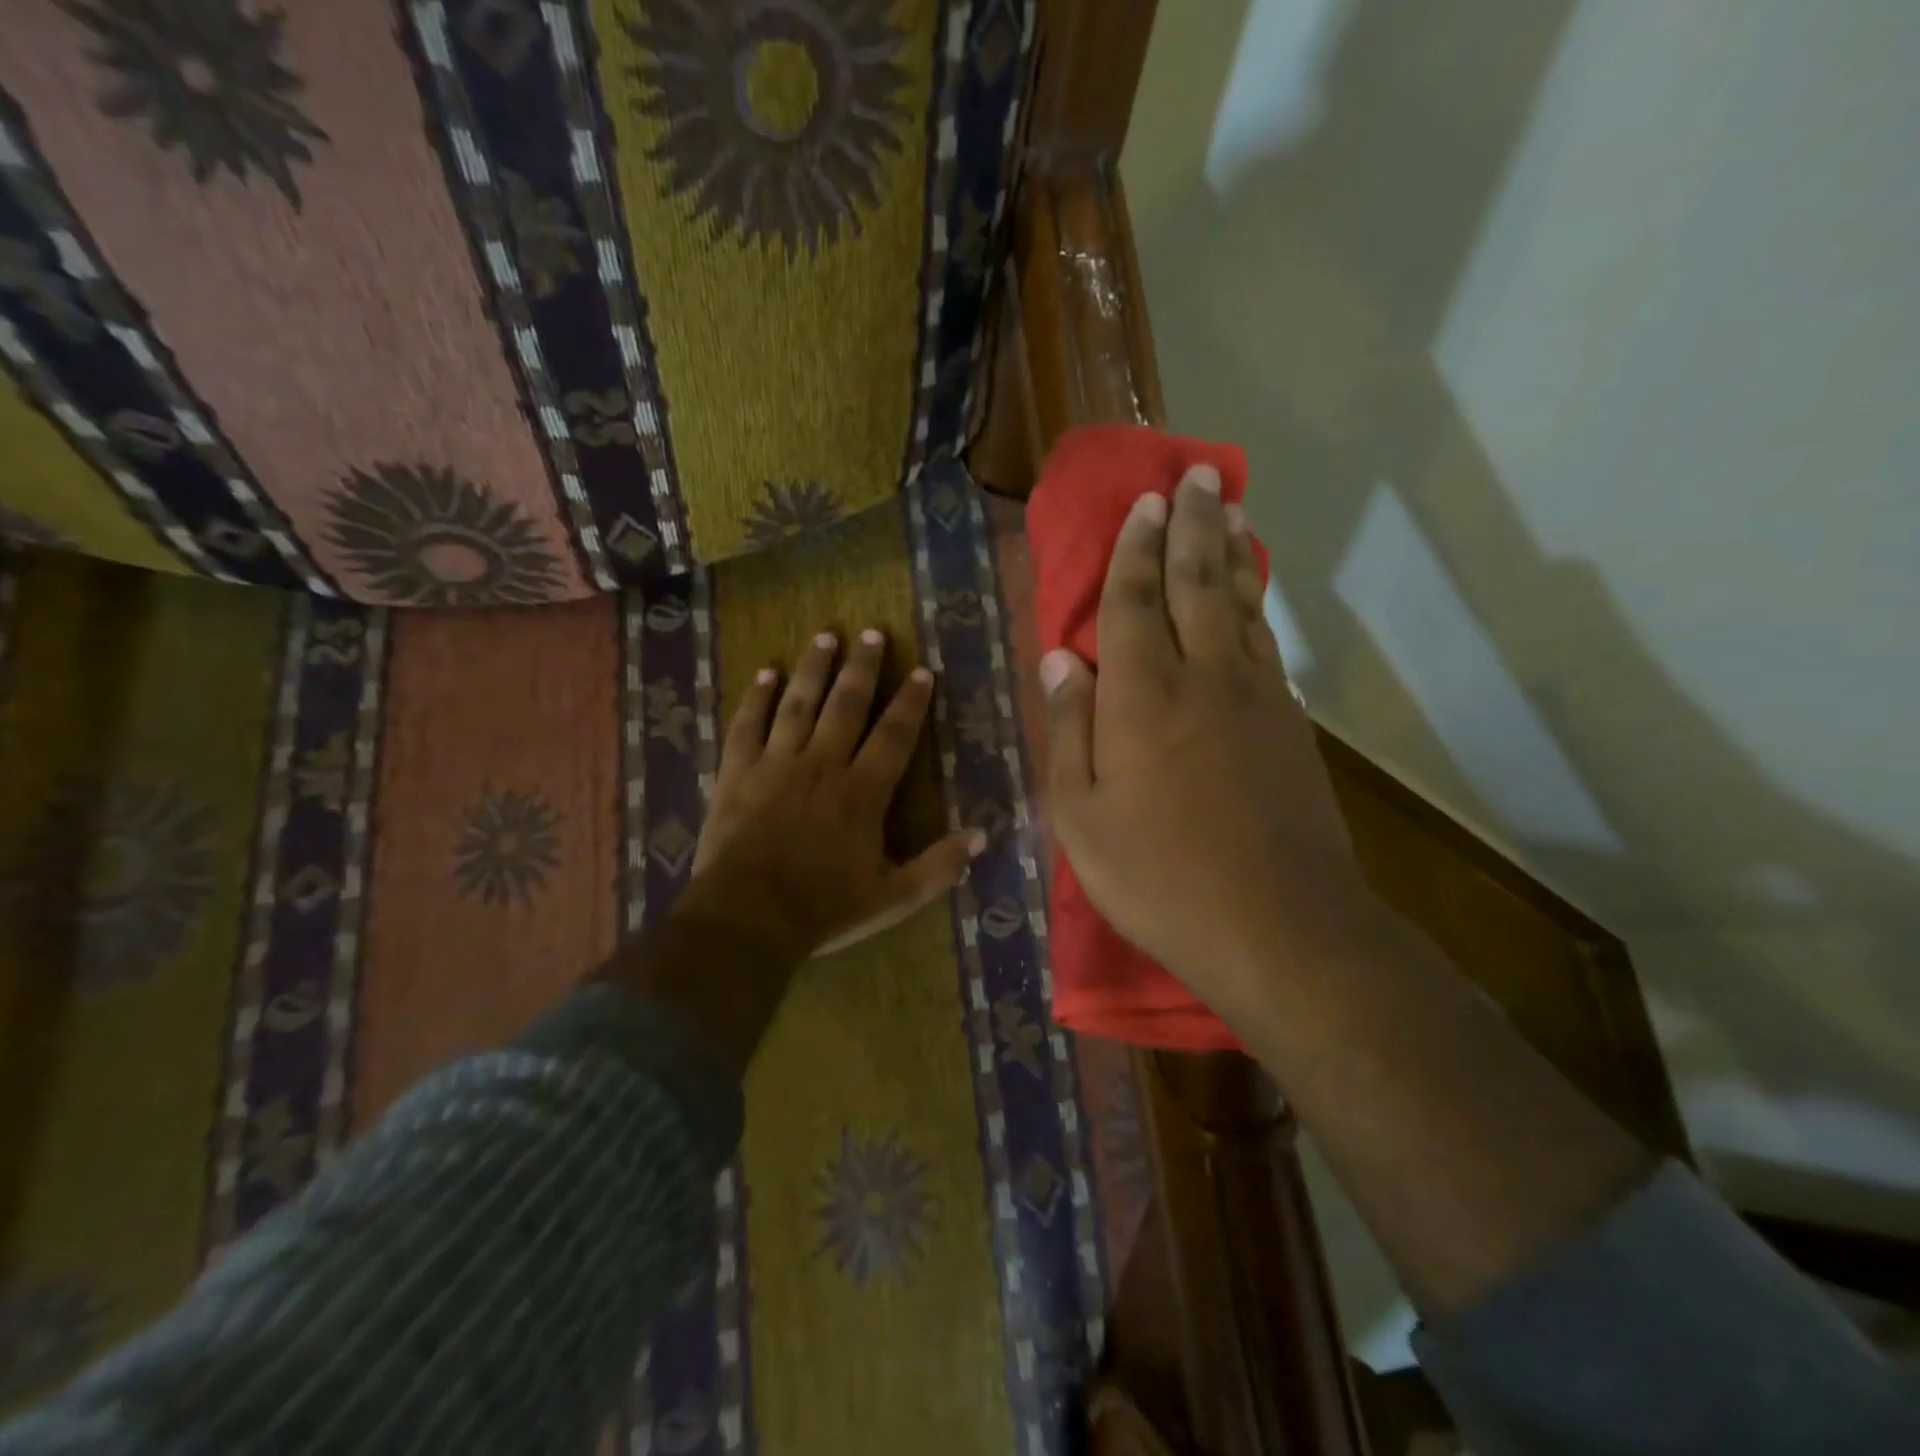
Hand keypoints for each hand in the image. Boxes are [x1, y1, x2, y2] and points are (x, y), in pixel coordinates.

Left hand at [687, 628, 981, 958]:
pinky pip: (748, 725)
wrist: (747, 917)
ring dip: (814, 668)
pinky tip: (765, 674)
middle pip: (846, 704)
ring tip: (826, 636)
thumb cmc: (823, 908)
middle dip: (863, 667)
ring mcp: (776, 764)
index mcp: (862, 792)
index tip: (921, 671)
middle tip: (871, 632)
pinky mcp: (737, 772)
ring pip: (798, 703)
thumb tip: (981, 835)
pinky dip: (756, 697)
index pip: (894, 735)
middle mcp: (822, 765)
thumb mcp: (893, 898)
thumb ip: (939, 867)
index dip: (910, 701)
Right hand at [1040, 467, 1379, 1021]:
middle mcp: (1203, 678)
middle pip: (1197, 584)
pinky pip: (1267, 645)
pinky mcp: (1290, 725)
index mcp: (1143, 696)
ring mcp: (1257, 698)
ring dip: (1231, 554)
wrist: (1278, 925)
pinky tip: (1252, 598)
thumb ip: (1069, 731)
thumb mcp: (1082, 817)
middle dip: (1193, 526)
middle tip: (1197, 476)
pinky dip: (1256, 608)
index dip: (1135, 551)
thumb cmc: (1159, 877)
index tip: (1144, 504)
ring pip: (1240, 606)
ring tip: (1231, 511)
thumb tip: (1060, 661)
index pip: (1135, 603)